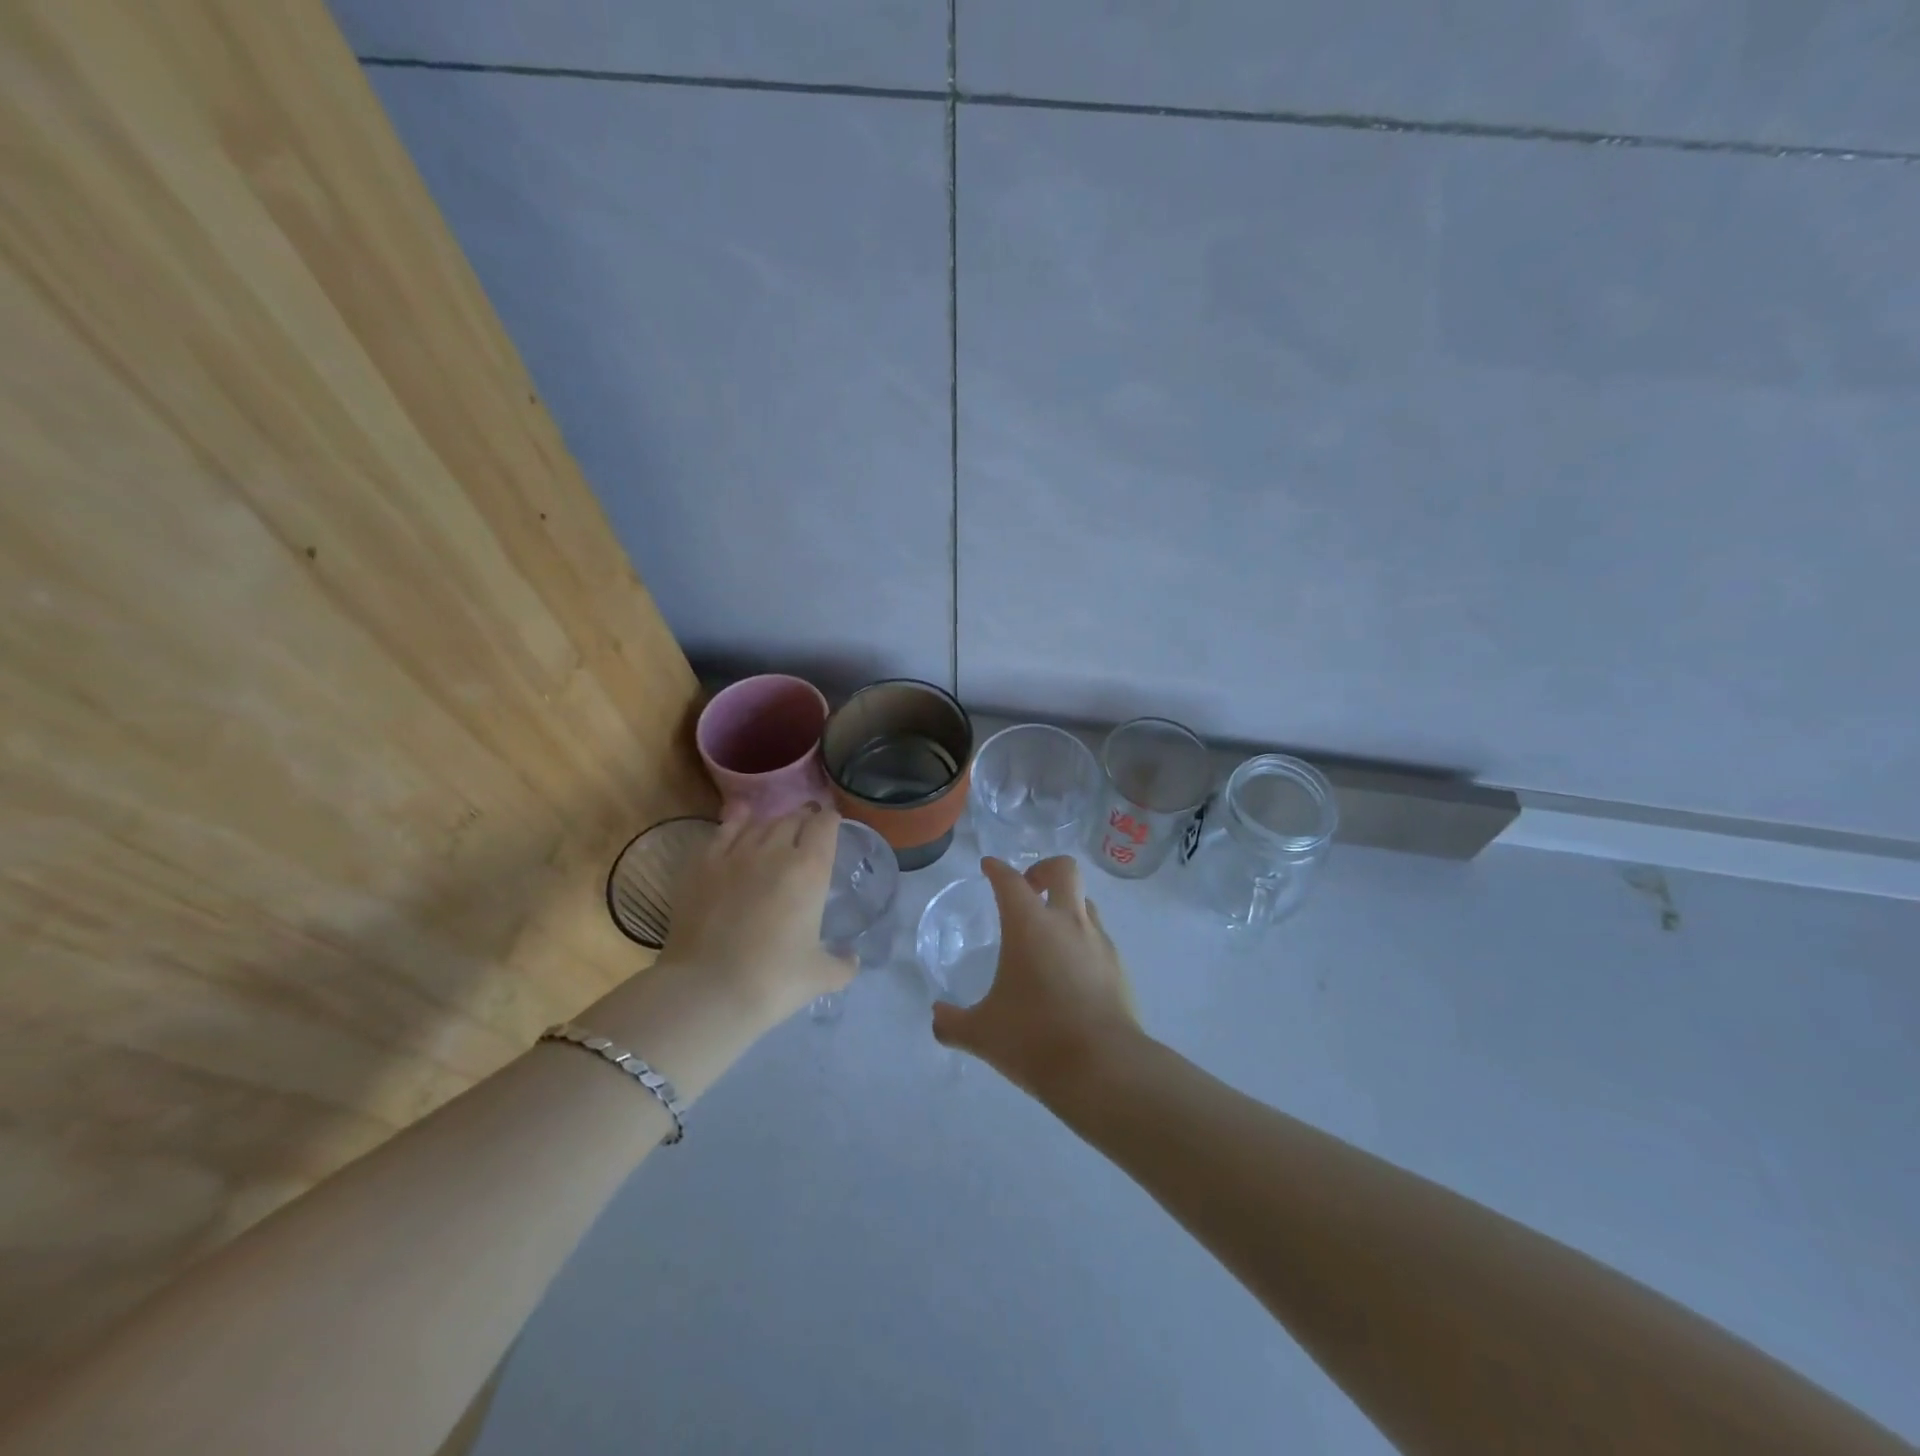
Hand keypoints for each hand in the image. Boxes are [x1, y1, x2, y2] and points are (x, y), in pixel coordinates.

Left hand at [580, 804, 853, 1100]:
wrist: (706, 991)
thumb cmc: (773, 981)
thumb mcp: (820, 976)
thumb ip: (842, 964)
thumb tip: (852, 959)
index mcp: (810, 869)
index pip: (825, 825)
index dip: (831, 822)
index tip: (832, 829)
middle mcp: (774, 851)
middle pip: (793, 819)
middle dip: (803, 822)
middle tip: (806, 835)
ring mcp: (735, 855)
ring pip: (759, 823)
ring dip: (773, 825)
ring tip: (776, 834)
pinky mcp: (701, 865)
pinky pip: (724, 831)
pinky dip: (736, 823)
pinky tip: (739, 822)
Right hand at [930, 856, 1142, 1098]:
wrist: (1103, 1067)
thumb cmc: (1034, 1039)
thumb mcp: (982, 1034)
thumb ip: (953, 1023)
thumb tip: (937, 1017)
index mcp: (1029, 926)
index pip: (1010, 881)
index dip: (997, 869)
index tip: (989, 867)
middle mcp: (1067, 922)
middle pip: (1063, 869)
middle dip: (1043, 869)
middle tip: (1028, 889)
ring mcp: (1098, 942)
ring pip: (1086, 902)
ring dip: (1066, 905)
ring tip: (1049, 933)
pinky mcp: (1119, 966)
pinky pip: (1099, 937)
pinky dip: (1082, 940)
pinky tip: (1070, 971)